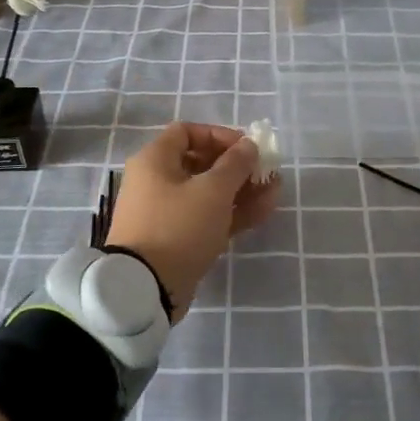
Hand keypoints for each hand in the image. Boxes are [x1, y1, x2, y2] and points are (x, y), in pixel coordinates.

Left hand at [107, 122, 279, 318]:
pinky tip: (264, 210)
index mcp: (155, 160)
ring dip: (241, 190)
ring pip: (208, 193)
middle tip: (265, 171)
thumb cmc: (178, 227)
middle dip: (237, 166)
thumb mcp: (213, 191)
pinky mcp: (176, 239)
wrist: (145, 288)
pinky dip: (232, 212)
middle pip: (201, 163)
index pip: (187, 132)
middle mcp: (156, 181)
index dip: (219, 135)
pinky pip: (207, 217)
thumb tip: (249, 145)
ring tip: (274, 190)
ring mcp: (166, 213)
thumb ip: (236, 164)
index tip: (245, 148)